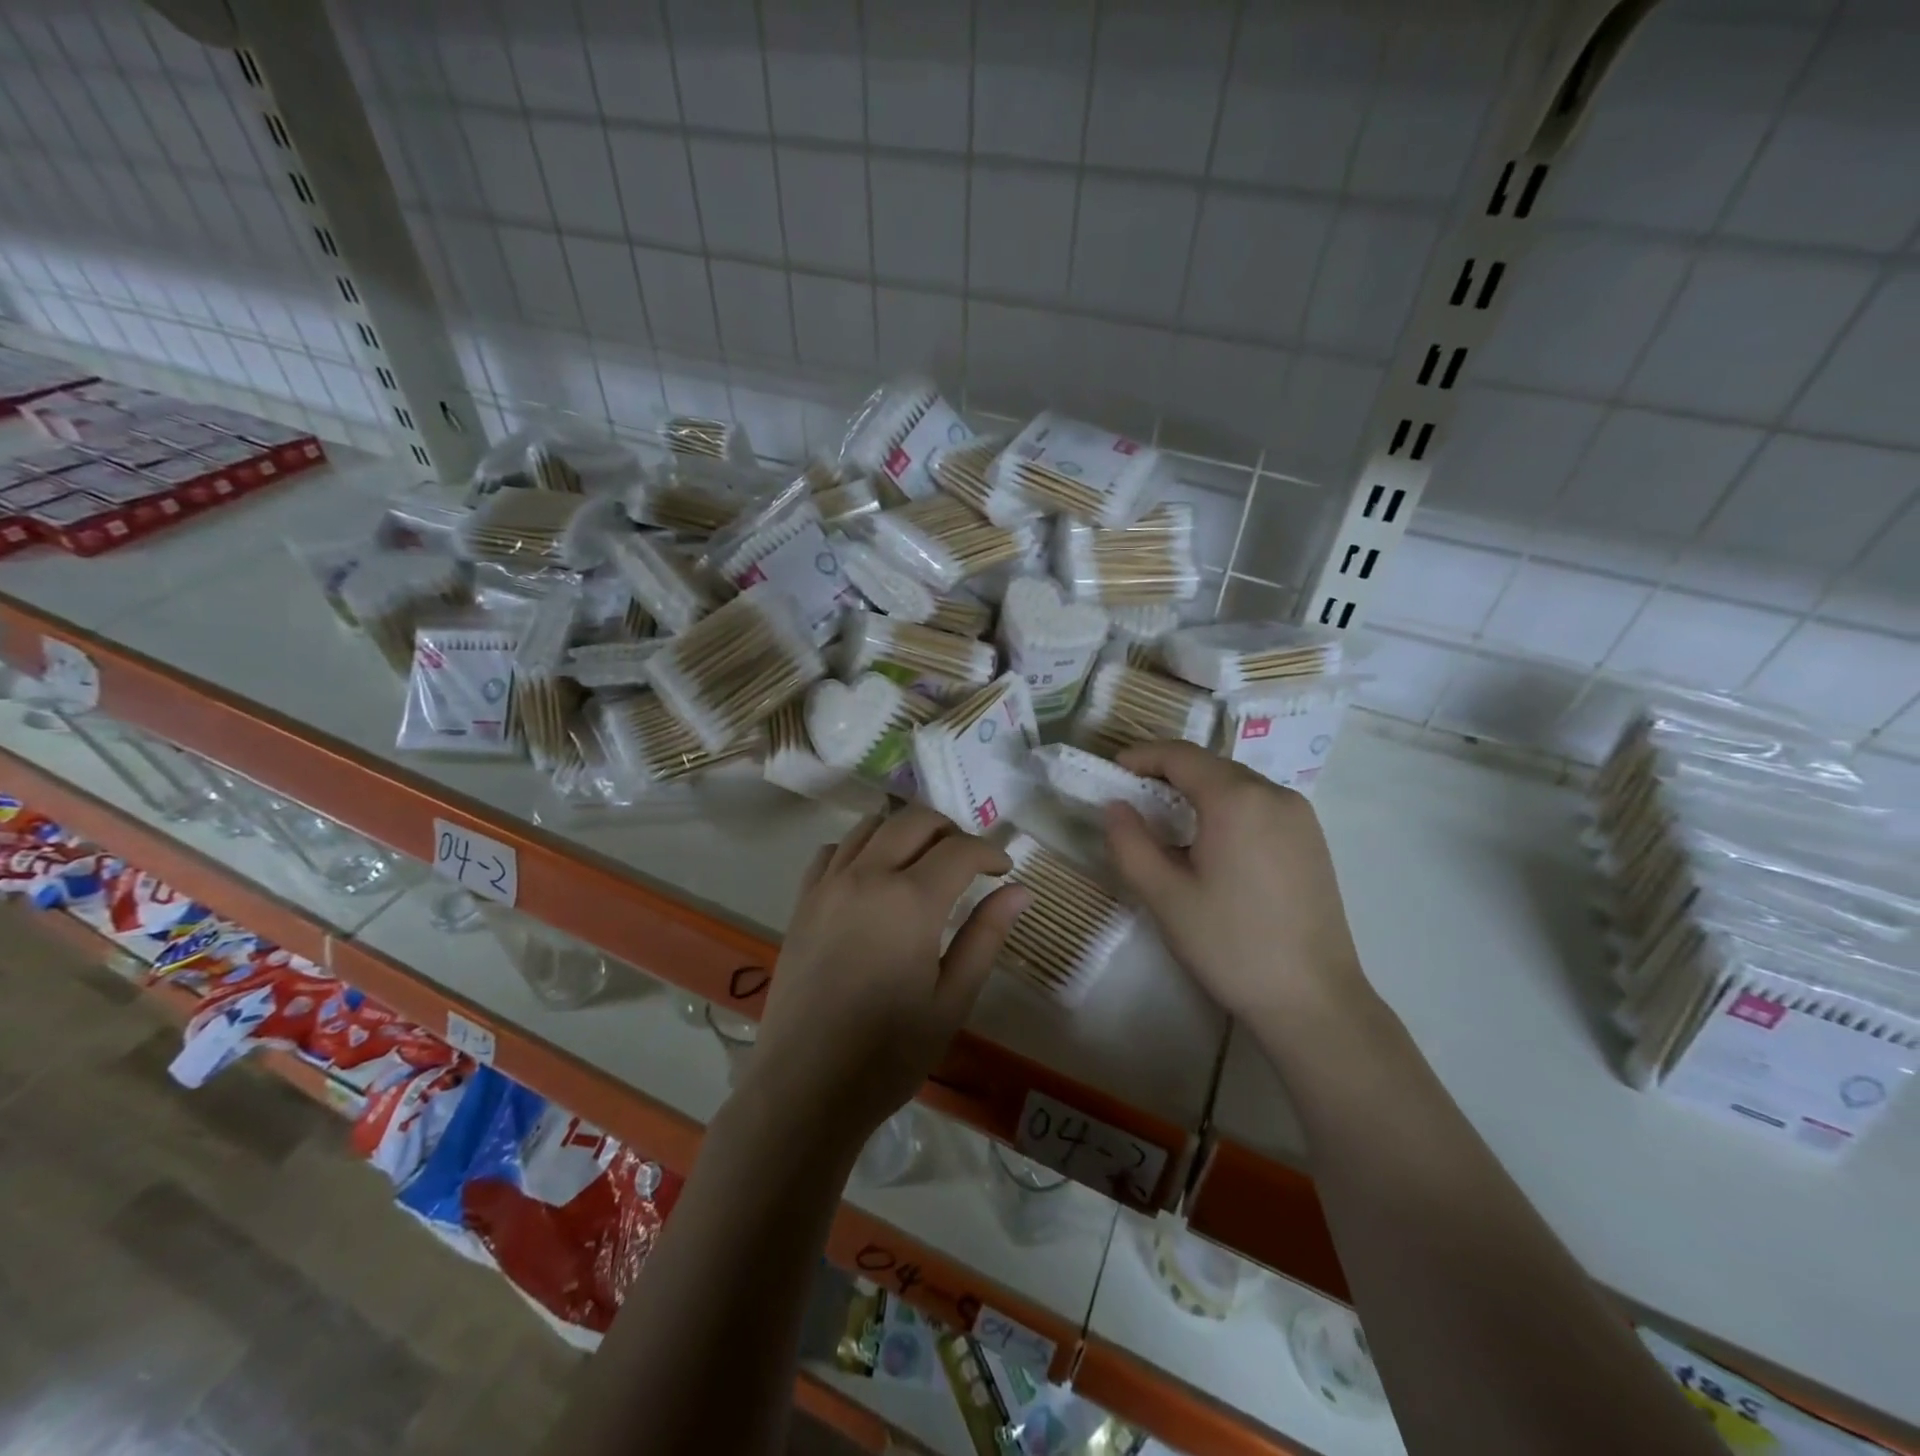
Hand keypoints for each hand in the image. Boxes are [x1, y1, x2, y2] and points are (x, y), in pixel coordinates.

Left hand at [742, 805, 1029, 1152]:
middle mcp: (867, 876)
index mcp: (910, 900)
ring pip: (871, 825)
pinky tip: (872, 876)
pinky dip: (860, 847)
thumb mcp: (951, 999)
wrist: (805, 1088)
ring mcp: (828, 885)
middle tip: (968, 861)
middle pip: (914, 821)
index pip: (960, 850)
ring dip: (905, 831)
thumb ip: (986, 935)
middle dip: (950, 830)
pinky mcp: (802, 902)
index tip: (1004, 870)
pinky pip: (833, 850)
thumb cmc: (889, 1053)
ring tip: (923, 862)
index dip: (989, 852)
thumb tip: (1020, 890)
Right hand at [1104, 742, 1368, 1029]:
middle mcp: (1274, 794)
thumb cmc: (1231, 945)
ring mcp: (1300, 817)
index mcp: (1237, 799)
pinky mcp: (1312, 841)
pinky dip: (1227, 810)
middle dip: (1168, 775)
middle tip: (1133, 802)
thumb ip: (1130, 843)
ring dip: (1198, 792)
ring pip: (1236, 785)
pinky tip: (1212, 846)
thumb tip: (1115, 806)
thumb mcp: (1165, 896)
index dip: (1141, 756)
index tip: (1112, 773)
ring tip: (1168, 825)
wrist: (1313, 1000)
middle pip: (1210, 766)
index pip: (1180, 756)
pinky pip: (1259, 806)